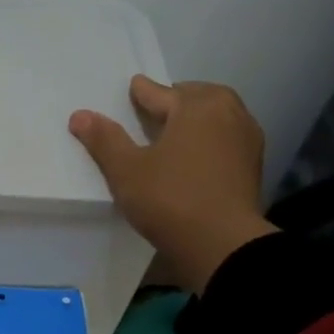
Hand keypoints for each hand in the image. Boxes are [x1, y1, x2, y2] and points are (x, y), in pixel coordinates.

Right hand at [69, 75, 277, 292]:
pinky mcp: (253, 167)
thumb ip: (105, 140)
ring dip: (197, 119)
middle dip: (176, 100)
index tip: (133, 88)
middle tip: (156, 110)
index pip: (161, 93)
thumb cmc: (171, 199)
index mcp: (197, 106)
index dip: (141, 93)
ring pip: (217, 118)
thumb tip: (80, 115)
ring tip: (176, 132)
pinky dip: (211, 140)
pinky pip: (227, 140)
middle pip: (197, 98)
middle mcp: (228, 113)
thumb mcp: (127, 171)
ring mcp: (247, 140)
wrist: (223, 245)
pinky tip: (196, 156)